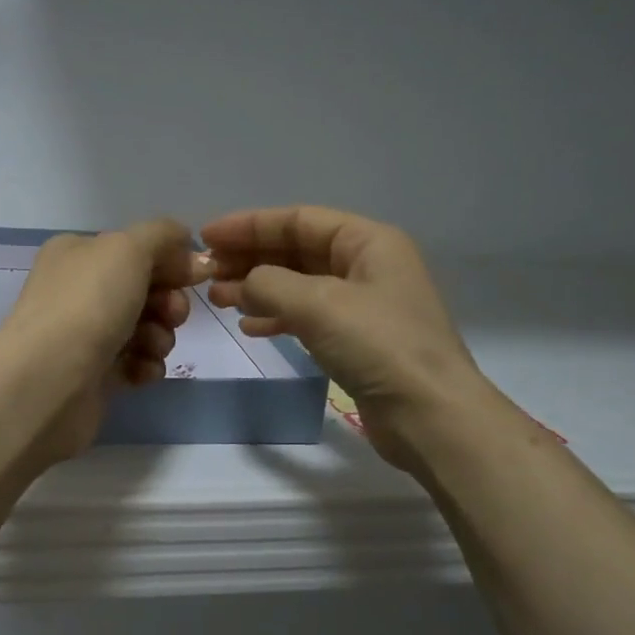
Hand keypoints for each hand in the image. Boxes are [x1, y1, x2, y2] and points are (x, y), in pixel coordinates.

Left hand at [0, 220, 212, 460]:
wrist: (50, 379)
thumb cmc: (89, 303)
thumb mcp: (128, 248)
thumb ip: (163, 236)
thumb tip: (190, 250)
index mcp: (77, 253)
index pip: (135, 248)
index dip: (171, 260)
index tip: (197, 276)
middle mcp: (77, 290)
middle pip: (144, 289)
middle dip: (168, 302)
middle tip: (171, 315)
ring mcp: (84, 334)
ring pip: (144, 328)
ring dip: (160, 336)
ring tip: (150, 346)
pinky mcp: (93, 374)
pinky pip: (134, 363)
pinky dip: (145, 365)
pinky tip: (140, 370)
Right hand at [203, 206, 489, 471]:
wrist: (429, 415)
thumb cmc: (378, 346)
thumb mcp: (318, 304)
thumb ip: (269, 283)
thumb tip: (242, 284)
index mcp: (368, 241)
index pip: (298, 219)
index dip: (249, 225)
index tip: (206, 237)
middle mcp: (367, 265)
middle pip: (297, 250)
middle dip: (251, 258)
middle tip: (207, 273)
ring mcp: (363, 304)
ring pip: (298, 284)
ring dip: (258, 288)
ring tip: (219, 300)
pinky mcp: (356, 339)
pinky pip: (307, 316)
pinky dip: (277, 317)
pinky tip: (250, 327)